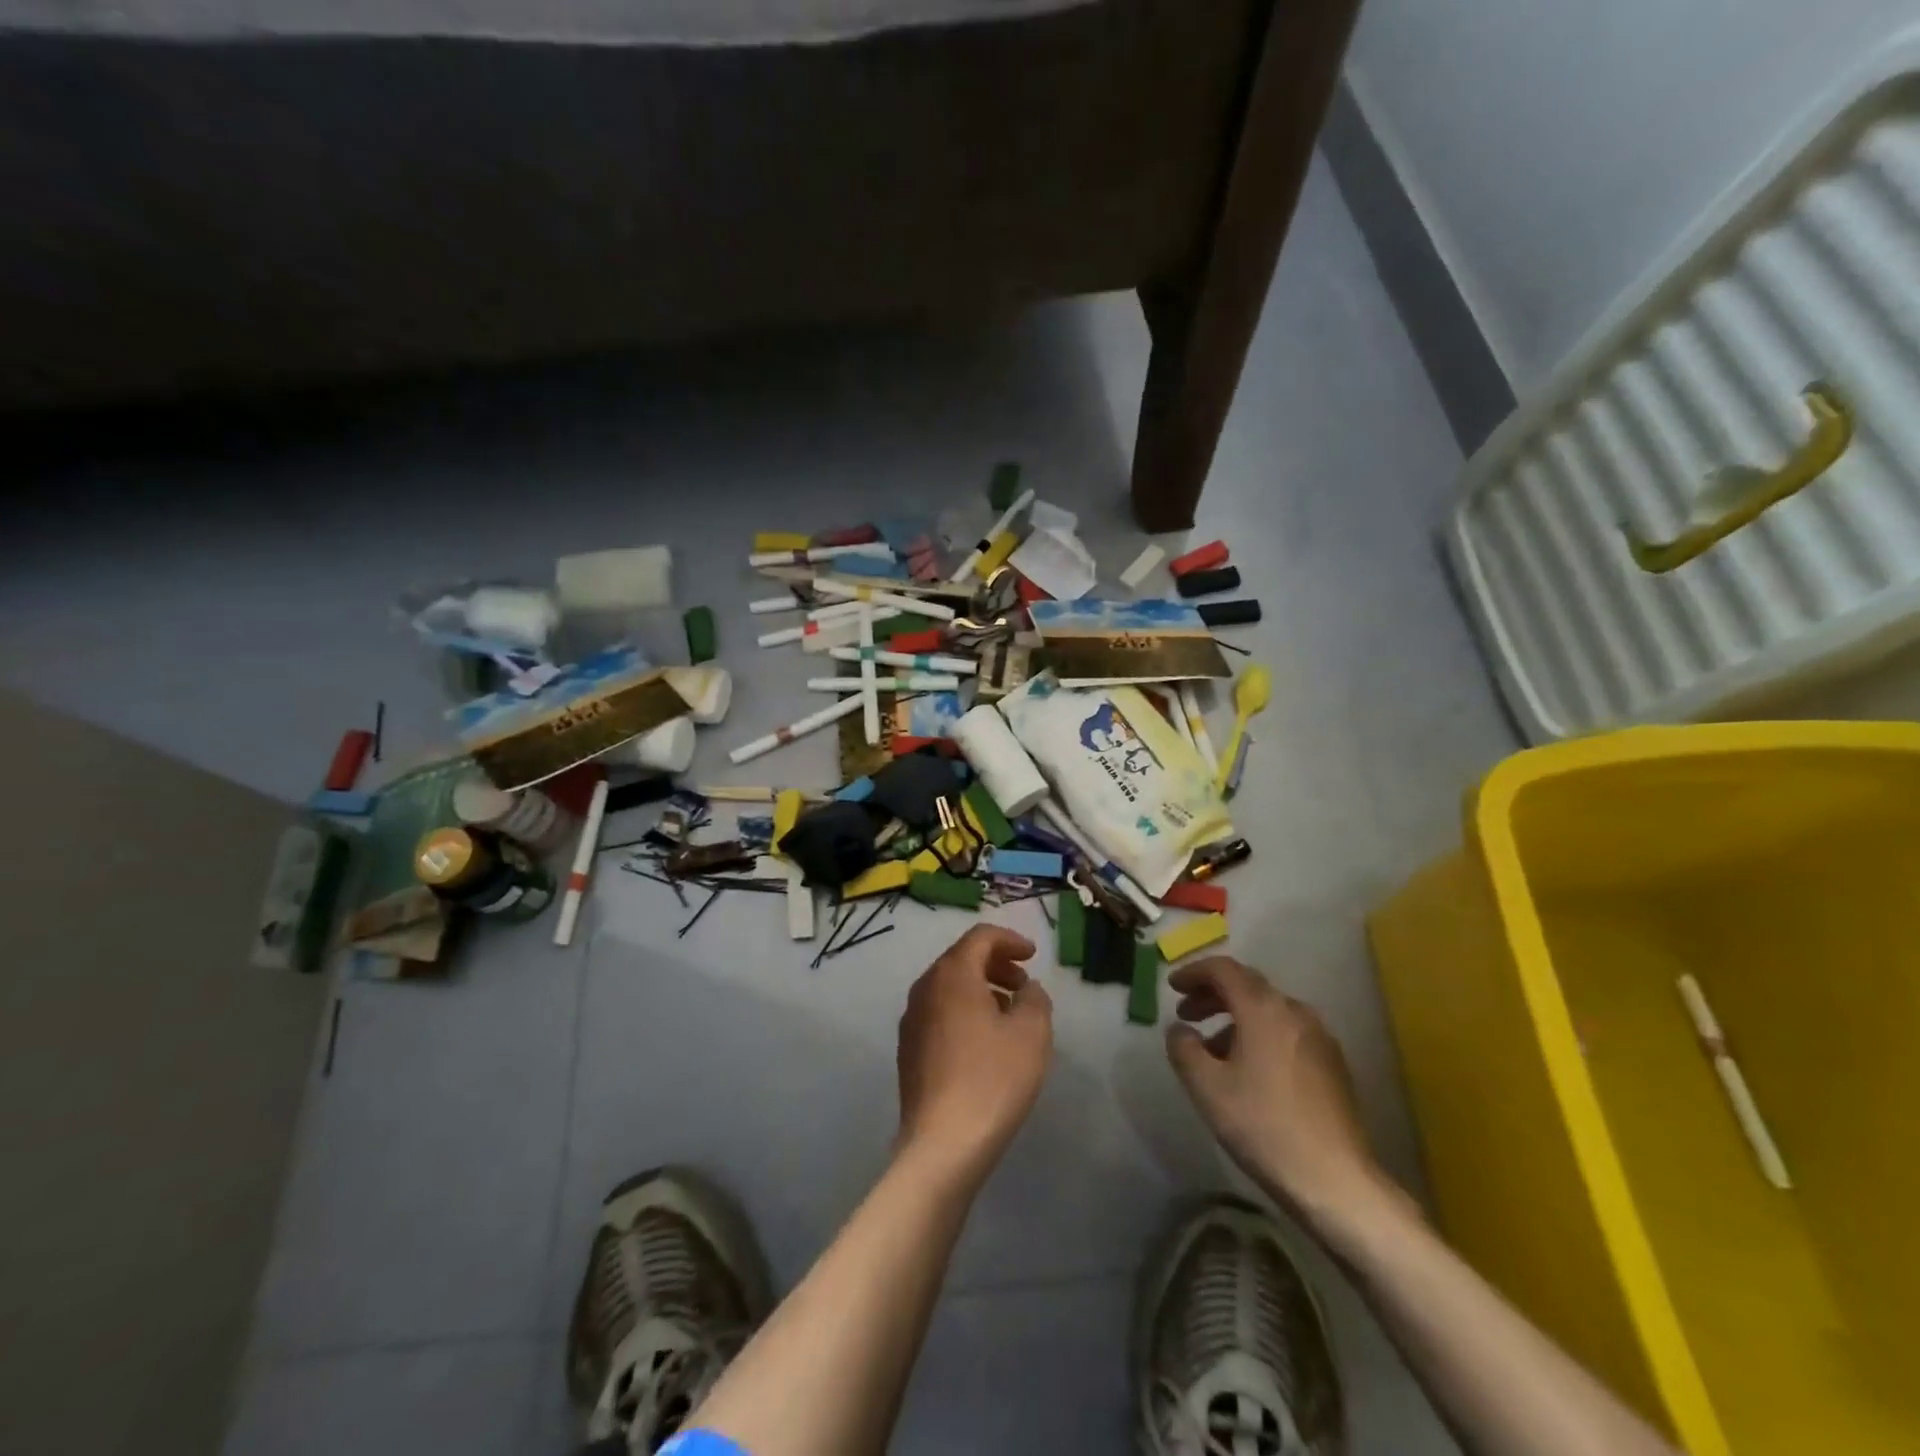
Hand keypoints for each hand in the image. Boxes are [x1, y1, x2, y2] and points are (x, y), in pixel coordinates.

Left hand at [896, 925, 1052, 1182]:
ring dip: (981, 989)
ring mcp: (911, 1020)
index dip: (1010, 940)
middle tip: (1024, 985)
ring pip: (949, 988)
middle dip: (996, 965)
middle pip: (961, 959)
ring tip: (1010, 1015)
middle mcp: (925, 988)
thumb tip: (1026, 989)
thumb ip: (1035, 999)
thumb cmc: (993, 1079)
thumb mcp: (1032, 1034)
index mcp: (952, 975)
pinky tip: (985, 1042)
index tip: (1033, 956)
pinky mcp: (908, 1050)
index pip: (980, 938)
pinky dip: (965, 1012)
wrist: (943, 1144)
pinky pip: (940, 1013)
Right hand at [1166, 957, 1389, 1229]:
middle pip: (1247, 985)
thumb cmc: (1263, 1126)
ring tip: (1212, 1049)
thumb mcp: (1206, 1087)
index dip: (1193, 972)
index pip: (1223, 969)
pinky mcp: (1332, 1063)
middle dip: (1212, 994)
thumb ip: (1183, 1048)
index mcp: (1263, 1009)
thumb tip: (1180, 1029)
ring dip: (1235, 1017)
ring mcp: (1319, 1036)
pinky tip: (1249, 1069)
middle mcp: (1294, 1011)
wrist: (1336, 1180)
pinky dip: (1259, 1034)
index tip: (1171, 987)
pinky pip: (1286, 1031)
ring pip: (1268, 1010)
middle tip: (1186, 1014)